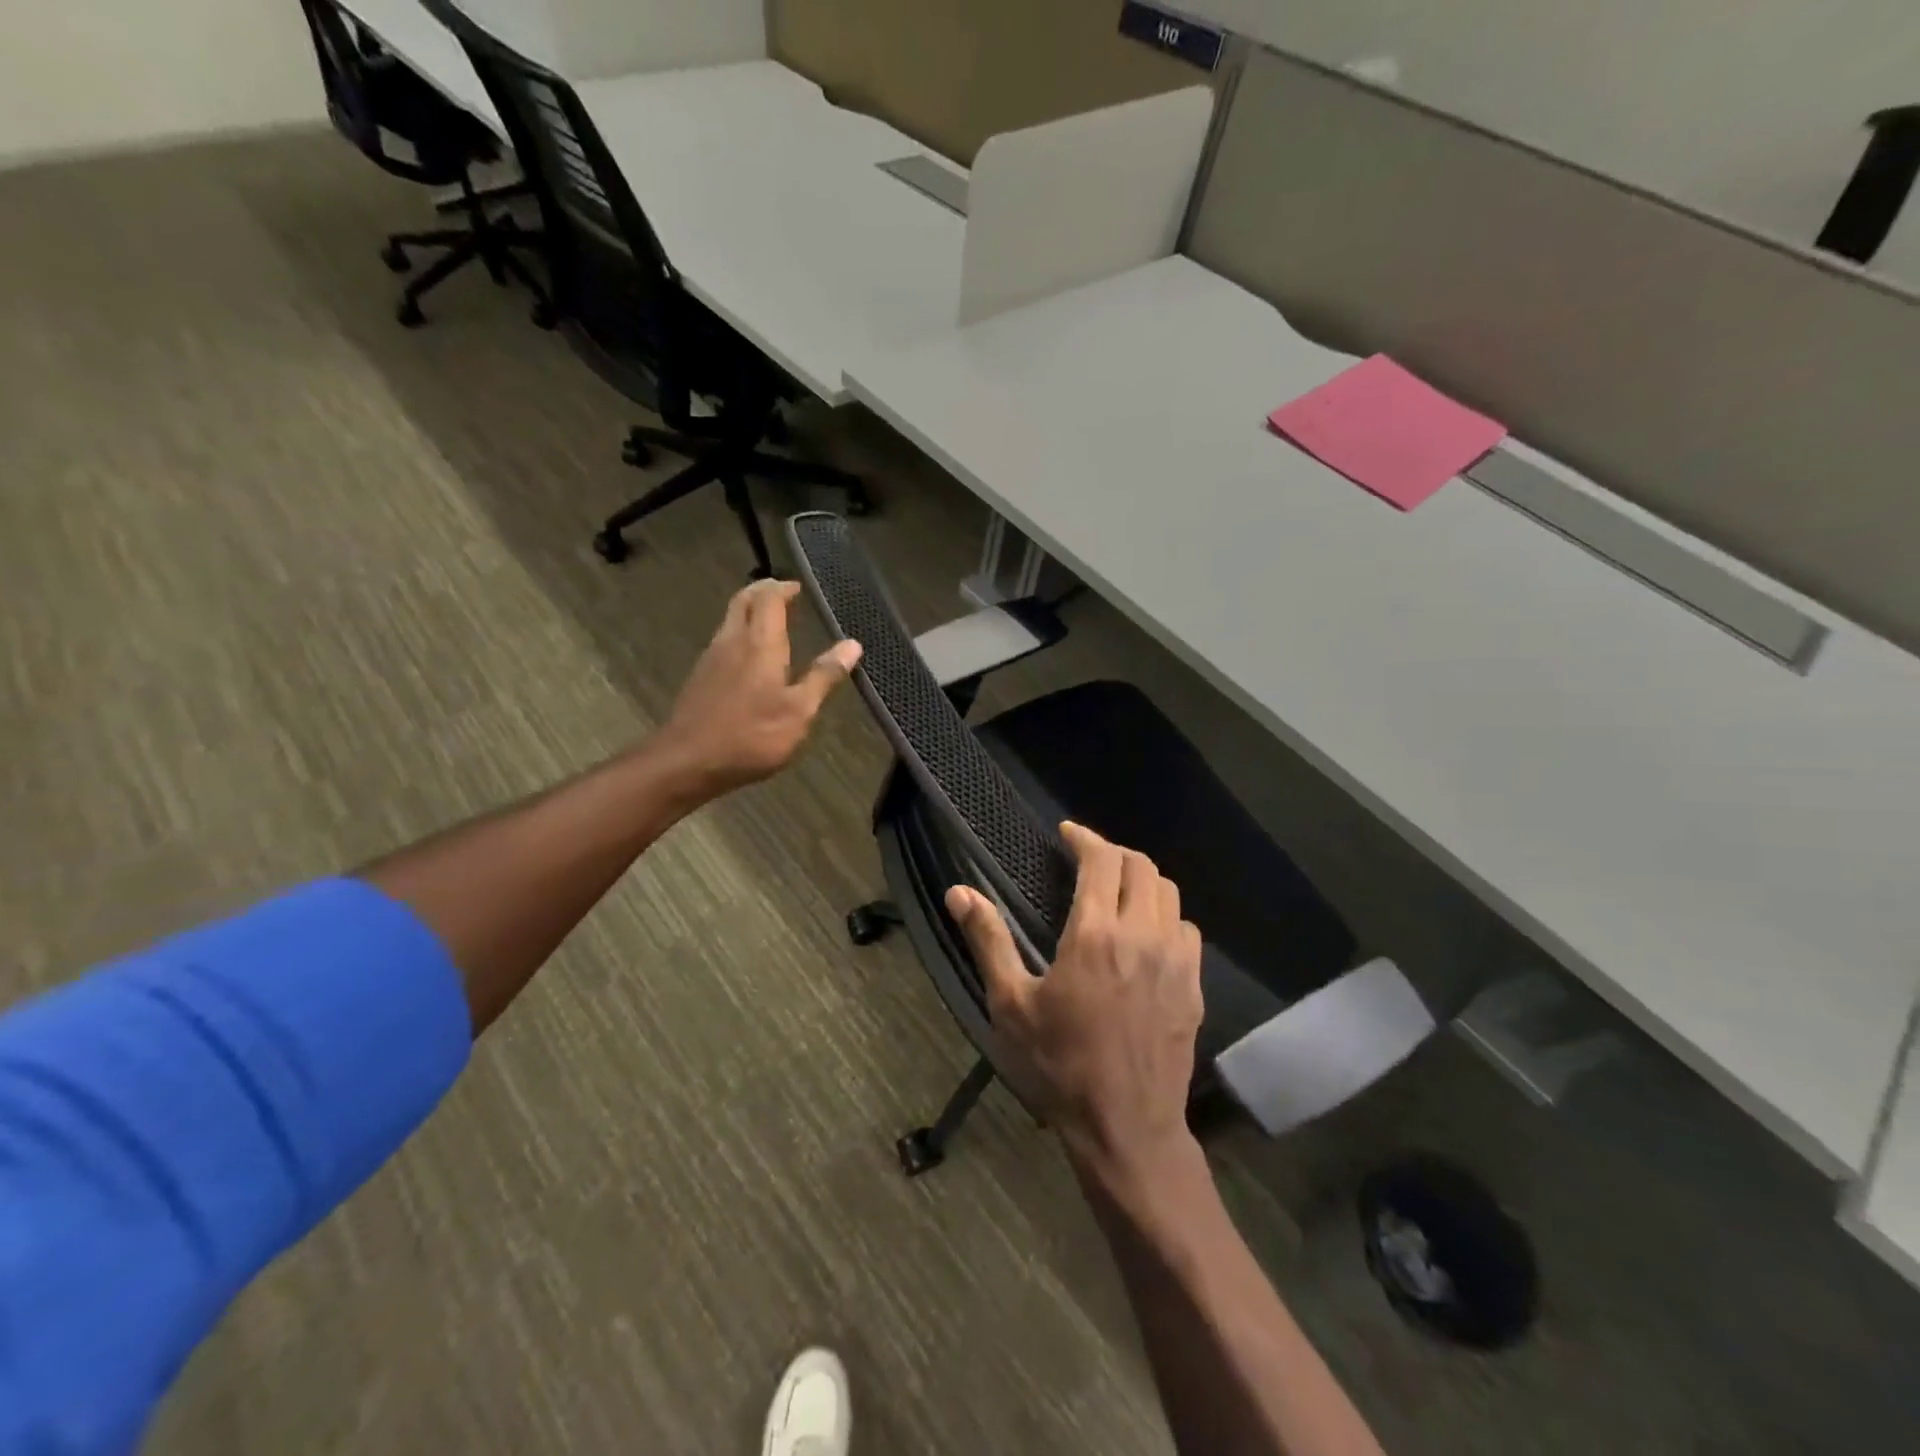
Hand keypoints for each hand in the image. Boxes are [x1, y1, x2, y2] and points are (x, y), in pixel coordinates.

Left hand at [657, 579, 861, 798]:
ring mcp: (711, 658)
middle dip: (762, 591)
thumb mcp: (799, 711)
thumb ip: (824, 676)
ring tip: (770, 622)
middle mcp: (732, 641)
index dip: (784, 588)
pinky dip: (739, 635)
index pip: (769, 598)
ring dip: (749, 612)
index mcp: (760, 643)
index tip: (799, 588)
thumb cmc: (752, 736)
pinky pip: (722, 641)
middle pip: (742, 600)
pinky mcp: (699, 677)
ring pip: (729, 620)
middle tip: (782, 594)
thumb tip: (852, 645)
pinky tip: (749, 657)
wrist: (688, 762)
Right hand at [946, 823, 1204, 1176]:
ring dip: (1142, 880)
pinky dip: (1166, 914)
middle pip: (1141, 866)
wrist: (1126, 1127)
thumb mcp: (1011, 1004)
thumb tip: (959, 892)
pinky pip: (1187, 929)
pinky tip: (1147, 934)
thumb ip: (989, 940)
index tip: (1067, 834)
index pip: (1102, 859)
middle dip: (1114, 853)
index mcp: (1095, 934)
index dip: (1084, 837)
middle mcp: (1142, 935)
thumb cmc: (1060, 1065)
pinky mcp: (1194, 986)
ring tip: (1117, 891)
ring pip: (1169, 893)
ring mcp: (1176, 960)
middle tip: (1088, 859)